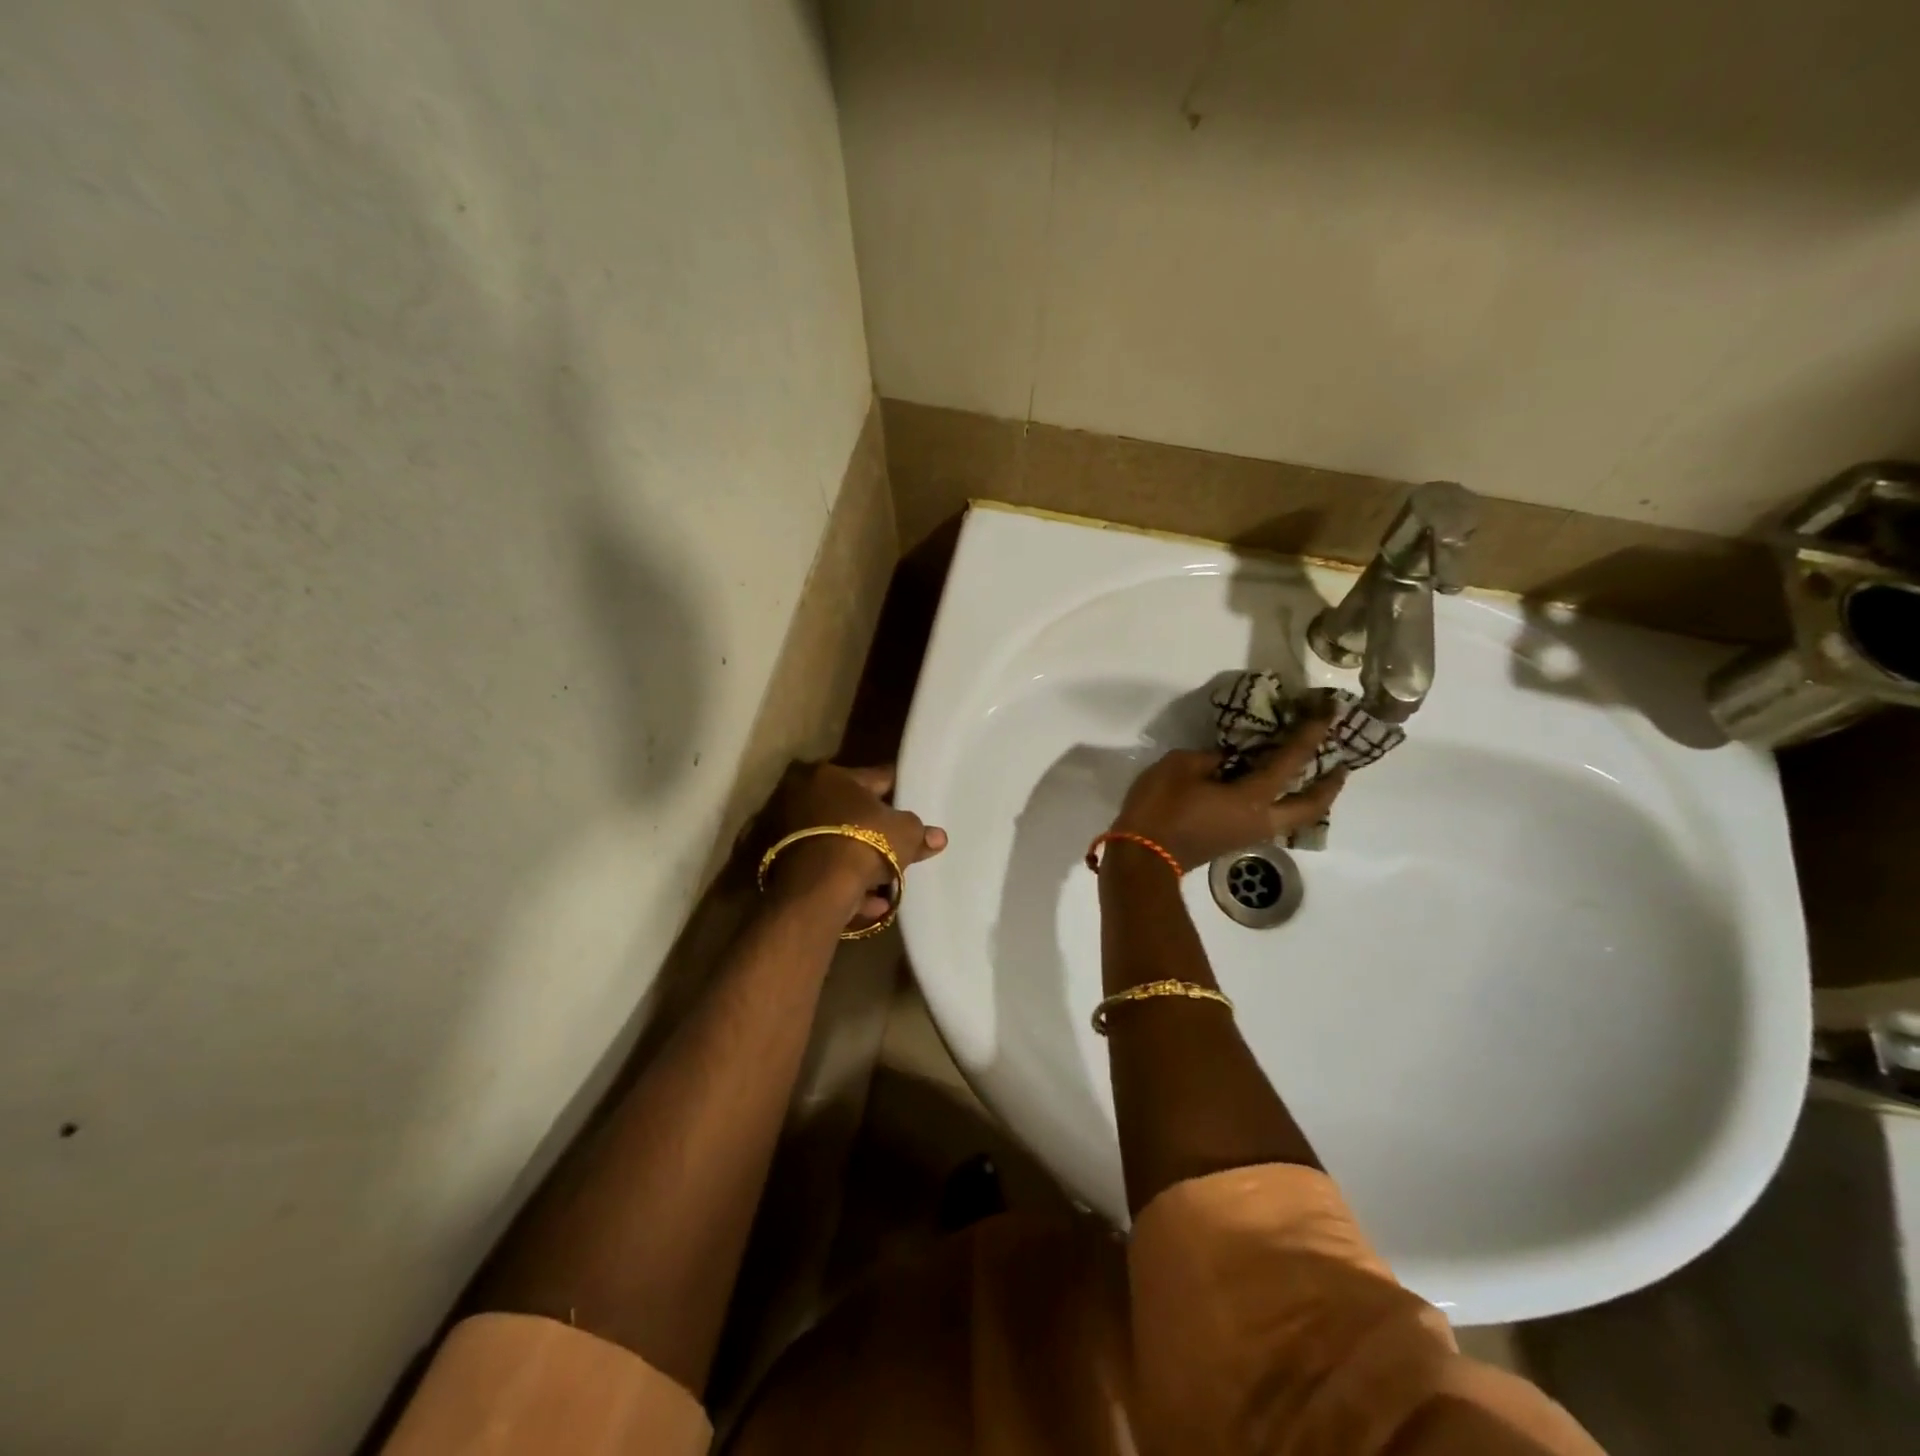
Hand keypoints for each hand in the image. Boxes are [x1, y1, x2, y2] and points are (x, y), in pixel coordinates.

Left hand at [766, 762, 947, 925]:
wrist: (816, 889)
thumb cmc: (864, 844)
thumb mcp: (904, 834)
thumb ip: (920, 832)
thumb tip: (938, 837)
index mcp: (831, 775)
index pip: (874, 777)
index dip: (897, 790)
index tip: (911, 799)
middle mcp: (802, 796)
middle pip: (850, 812)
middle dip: (875, 830)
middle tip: (900, 845)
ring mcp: (787, 832)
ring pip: (836, 846)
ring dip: (861, 864)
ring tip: (888, 886)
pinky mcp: (781, 865)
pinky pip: (823, 872)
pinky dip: (845, 885)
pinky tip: (873, 904)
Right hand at [1111, 721, 1345, 870]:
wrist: (1143, 857)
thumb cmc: (1161, 808)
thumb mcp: (1179, 766)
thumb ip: (1210, 758)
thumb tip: (1226, 760)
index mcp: (1253, 798)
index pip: (1291, 761)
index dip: (1310, 734)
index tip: (1328, 714)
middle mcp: (1262, 820)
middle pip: (1312, 806)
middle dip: (1330, 784)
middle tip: (1340, 764)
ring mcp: (1249, 834)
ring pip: (1294, 817)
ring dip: (1309, 797)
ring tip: (1310, 777)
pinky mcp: (1234, 840)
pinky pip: (1272, 819)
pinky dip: (1282, 802)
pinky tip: (1268, 789)